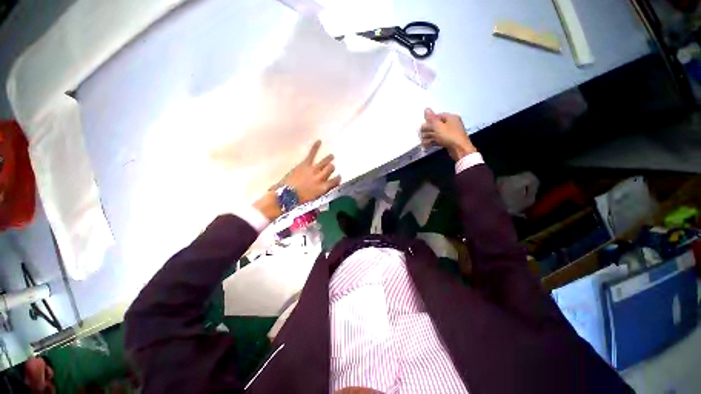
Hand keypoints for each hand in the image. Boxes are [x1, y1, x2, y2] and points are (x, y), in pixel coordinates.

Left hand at [255, 141, 340, 219]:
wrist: (287, 196)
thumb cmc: (299, 202)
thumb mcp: (314, 201)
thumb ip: (321, 194)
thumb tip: (323, 192)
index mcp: (323, 188)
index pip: (335, 181)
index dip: (337, 179)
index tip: (338, 177)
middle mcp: (321, 178)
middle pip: (330, 169)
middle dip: (331, 168)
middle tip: (331, 166)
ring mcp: (314, 170)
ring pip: (325, 162)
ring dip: (329, 159)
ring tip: (331, 156)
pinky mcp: (305, 164)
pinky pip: (312, 154)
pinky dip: (315, 147)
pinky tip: (319, 141)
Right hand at [420, 108, 476, 160]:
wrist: (459, 150)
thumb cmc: (451, 137)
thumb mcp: (438, 126)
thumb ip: (431, 118)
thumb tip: (427, 109)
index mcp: (451, 117)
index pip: (437, 116)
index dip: (429, 121)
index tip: (423, 126)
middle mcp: (451, 124)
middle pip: (436, 125)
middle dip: (428, 130)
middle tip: (422, 134)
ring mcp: (450, 133)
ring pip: (437, 133)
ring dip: (429, 137)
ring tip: (424, 141)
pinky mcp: (448, 141)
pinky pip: (439, 139)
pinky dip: (433, 142)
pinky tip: (428, 144)